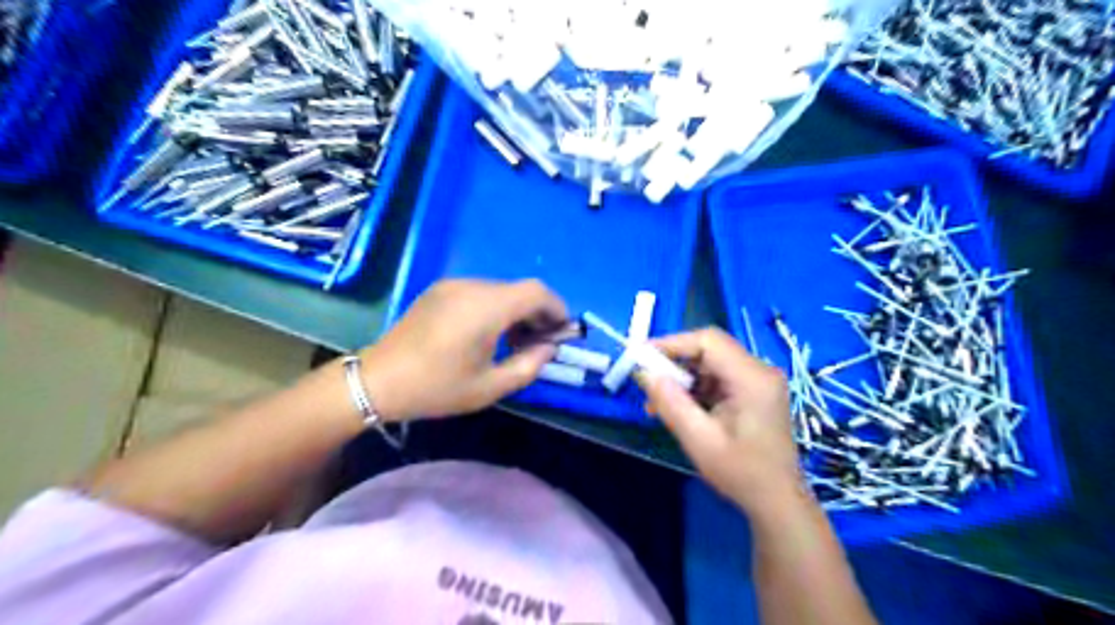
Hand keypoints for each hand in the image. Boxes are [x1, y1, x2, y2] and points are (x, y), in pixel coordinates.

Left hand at [358, 278, 567, 421]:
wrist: (378, 381)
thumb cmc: (436, 388)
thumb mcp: (489, 387)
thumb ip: (529, 366)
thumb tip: (548, 348)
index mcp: (486, 308)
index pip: (536, 292)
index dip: (556, 308)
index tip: (562, 332)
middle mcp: (471, 287)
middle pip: (520, 289)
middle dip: (538, 312)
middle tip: (541, 342)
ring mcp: (453, 285)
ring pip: (501, 290)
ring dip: (517, 310)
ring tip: (516, 341)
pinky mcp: (440, 290)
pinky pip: (480, 292)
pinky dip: (496, 307)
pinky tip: (490, 332)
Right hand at [637, 326, 800, 513]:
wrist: (778, 501)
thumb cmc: (742, 474)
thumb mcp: (700, 441)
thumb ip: (671, 403)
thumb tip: (644, 373)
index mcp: (753, 378)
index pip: (708, 340)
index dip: (672, 343)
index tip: (642, 357)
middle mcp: (760, 370)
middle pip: (709, 349)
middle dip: (674, 363)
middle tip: (647, 384)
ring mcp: (759, 380)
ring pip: (710, 362)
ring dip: (682, 377)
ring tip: (659, 403)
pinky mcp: (754, 390)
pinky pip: (717, 376)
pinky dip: (695, 387)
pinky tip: (680, 408)